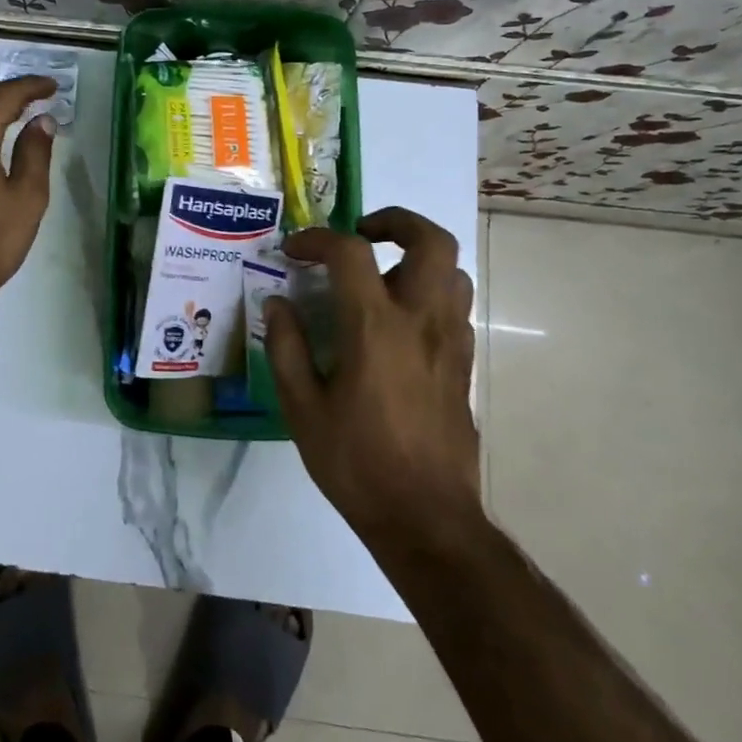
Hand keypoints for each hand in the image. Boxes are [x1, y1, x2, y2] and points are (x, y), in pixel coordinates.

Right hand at [264, 208, 480, 544]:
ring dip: (416, 257)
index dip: (317, 239)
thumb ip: (286, 347)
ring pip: (452, 270)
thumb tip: (277, 303)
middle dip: (395, 221)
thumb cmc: (357, 462)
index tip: (294, 252)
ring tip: (381, 275)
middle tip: (361, 234)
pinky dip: (428, 291)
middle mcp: (421, 320)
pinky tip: (398, 321)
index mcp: (375, 327)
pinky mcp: (464, 364)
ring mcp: (451, 341)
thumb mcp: (302, 408)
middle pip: (432, 240)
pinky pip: (455, 305)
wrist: (427, 519)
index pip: (350, 252)